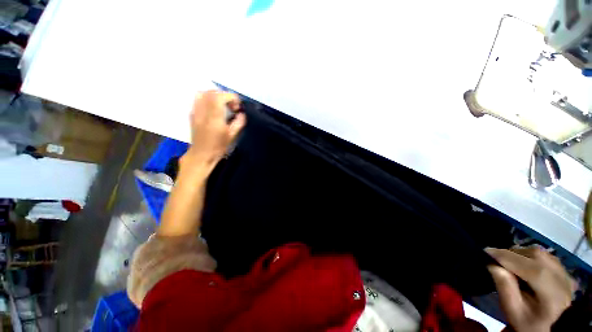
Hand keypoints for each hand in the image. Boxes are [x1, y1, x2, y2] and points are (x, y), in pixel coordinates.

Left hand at [182, 90, 245, 170]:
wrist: (201, 154)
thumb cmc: (218, 147)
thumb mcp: (232, 136)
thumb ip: (238, 123)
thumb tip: (242, 114)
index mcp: (214, 118)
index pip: (220, 97)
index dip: (231, 97)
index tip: (237, 106)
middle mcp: (203, 112)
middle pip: (211, 92)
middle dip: (224, 95)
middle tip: (231, 106)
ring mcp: (195, 112)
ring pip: (202, 93)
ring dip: (215, 95)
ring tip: (222, 104)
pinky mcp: (192, 114)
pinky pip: (198, 100)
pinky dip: (207, 99)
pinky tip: (213, 108)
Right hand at [486, 246, 576, 331]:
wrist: (553, 330)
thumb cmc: (529, 323)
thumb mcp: (514, 312)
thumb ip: (505, 288)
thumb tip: (493, 265)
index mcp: (551, 293)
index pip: (529, 268)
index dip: (506, 257)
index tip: (485, 251)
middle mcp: (562, 278)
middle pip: (536, 255)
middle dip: (513, 253)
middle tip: (498, 259)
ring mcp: (566, 274)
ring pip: (542, 253)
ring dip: (522, 254)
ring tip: (510, 262)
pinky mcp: (566, 272)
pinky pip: (547, 256)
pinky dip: (532, 257)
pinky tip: (525, 265)